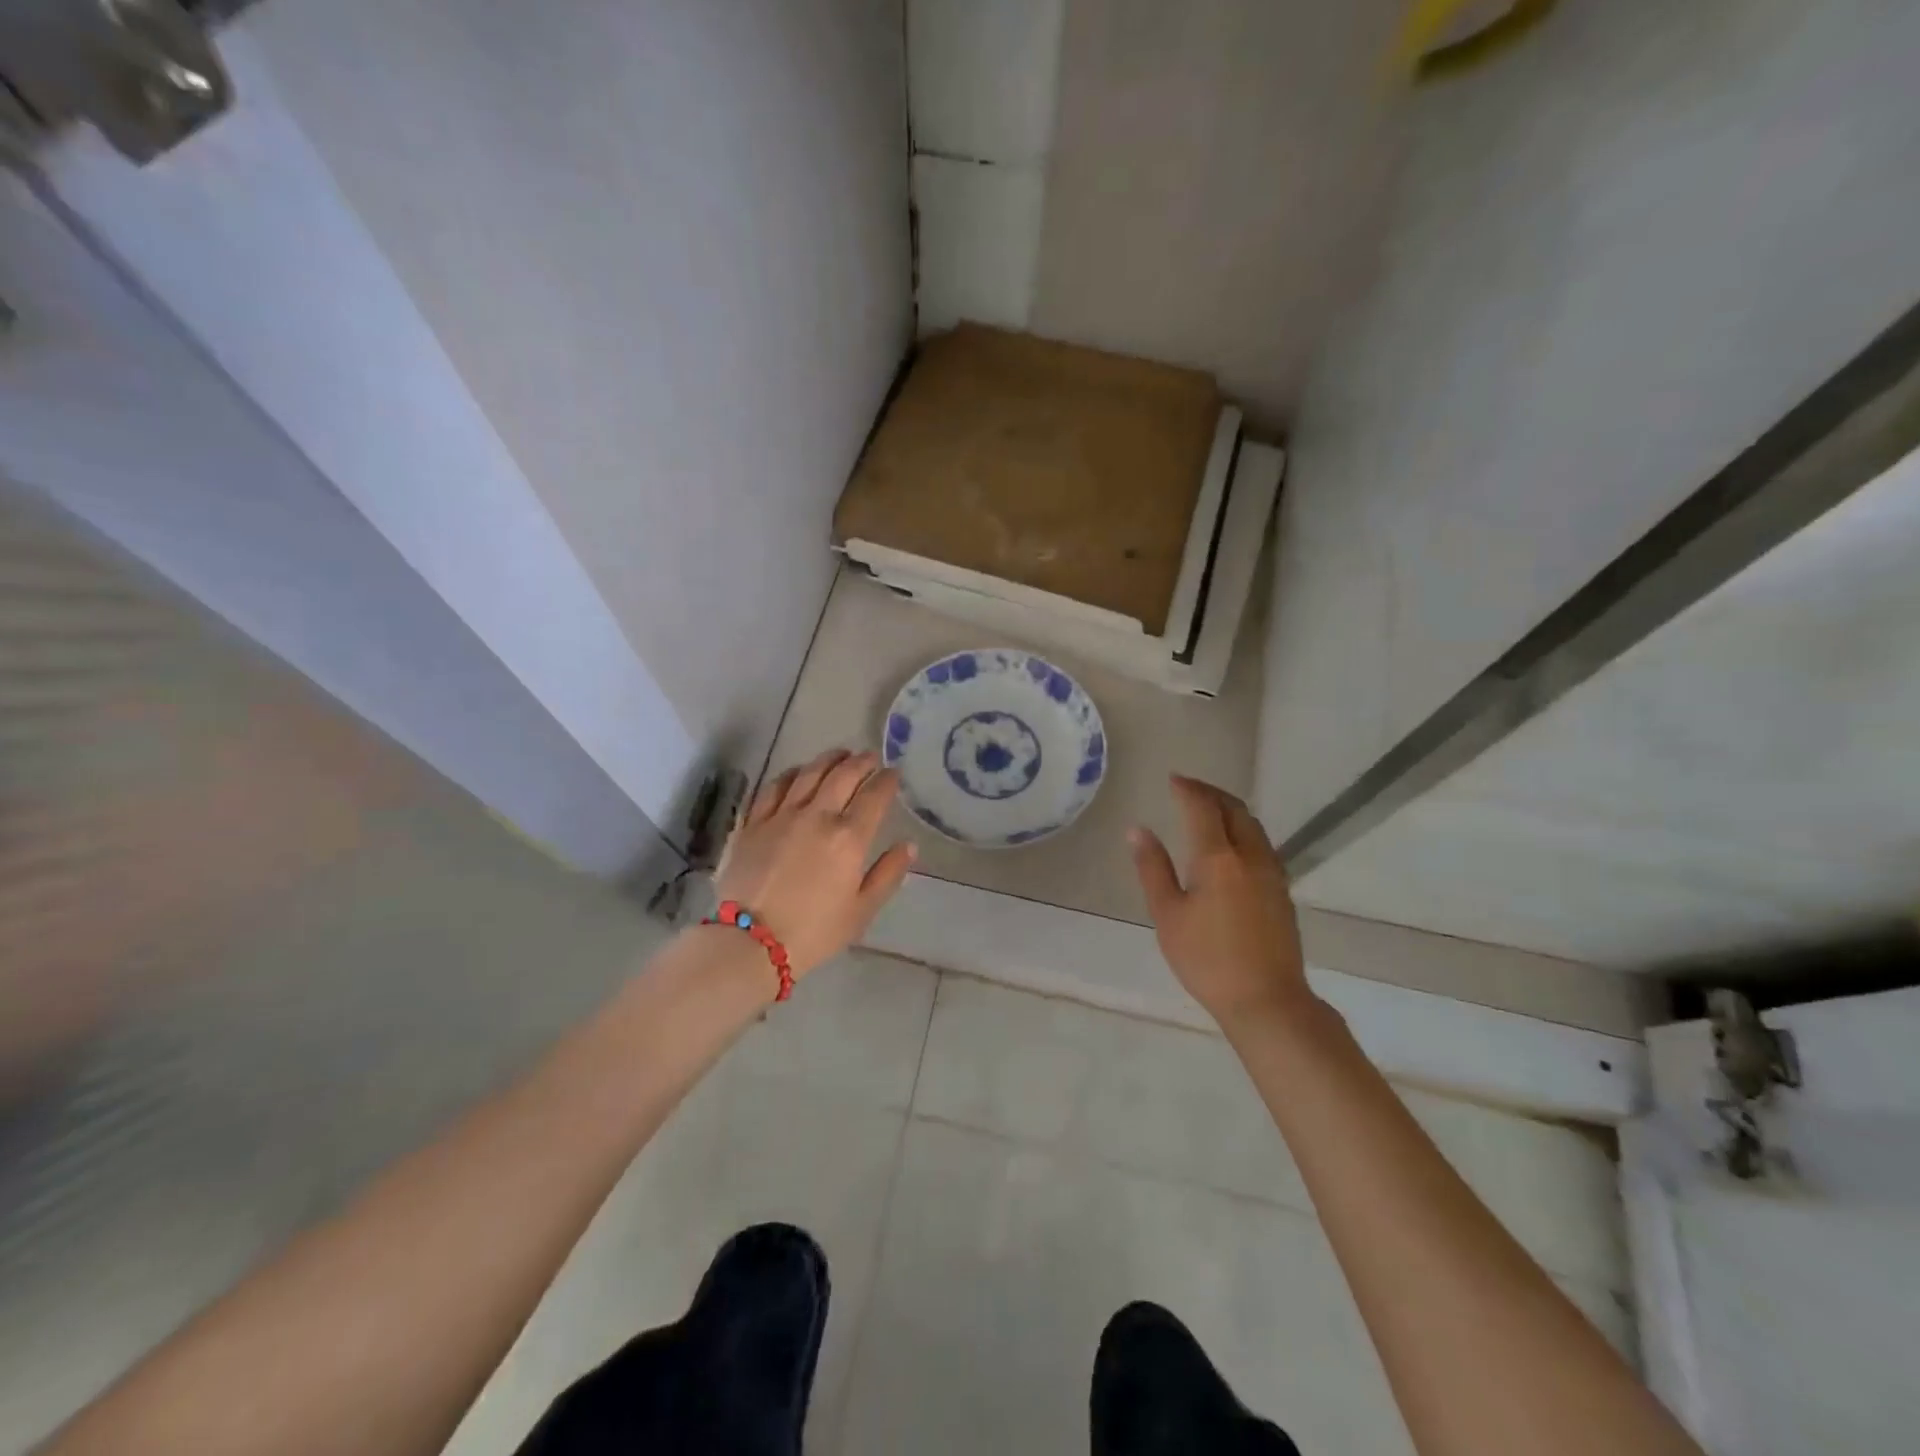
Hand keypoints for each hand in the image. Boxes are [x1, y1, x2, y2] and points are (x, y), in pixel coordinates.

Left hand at [715, 748, 916, 979]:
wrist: (750, 942)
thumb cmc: (814, 932)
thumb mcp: (862, 910)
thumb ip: (888, 874)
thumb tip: (908, 845)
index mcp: (849, 837)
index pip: (875, 795)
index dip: (887, 780)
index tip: (894, 774)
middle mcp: (817, 816)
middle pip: (843, 774)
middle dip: (862, 761)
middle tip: (870, 758)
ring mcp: (782, 815)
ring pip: (809, 772)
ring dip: (829, 759)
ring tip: (840, 755)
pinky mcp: (754, 822)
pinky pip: (774, 786)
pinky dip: (791, 774)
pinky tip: (798, 773)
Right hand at [1129, 775, 1311, 1029]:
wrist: (1266, 1000)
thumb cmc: (1206, 959)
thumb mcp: (1167, 915)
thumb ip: (1153, 868)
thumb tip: (1137, 830)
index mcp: (1217, 858)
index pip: (1203, 808)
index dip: (1188, 789)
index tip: (1173, 779)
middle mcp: (1250, 856)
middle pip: (1235, 809)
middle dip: (1211, 793)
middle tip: (1188, 789)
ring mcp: (1272, 873)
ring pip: (1253, 826)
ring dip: (1230, 809)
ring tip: (1208, 810)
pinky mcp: (1282, 891)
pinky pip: (1262, 844)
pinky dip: (1243, 830)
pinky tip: (1231, 845)